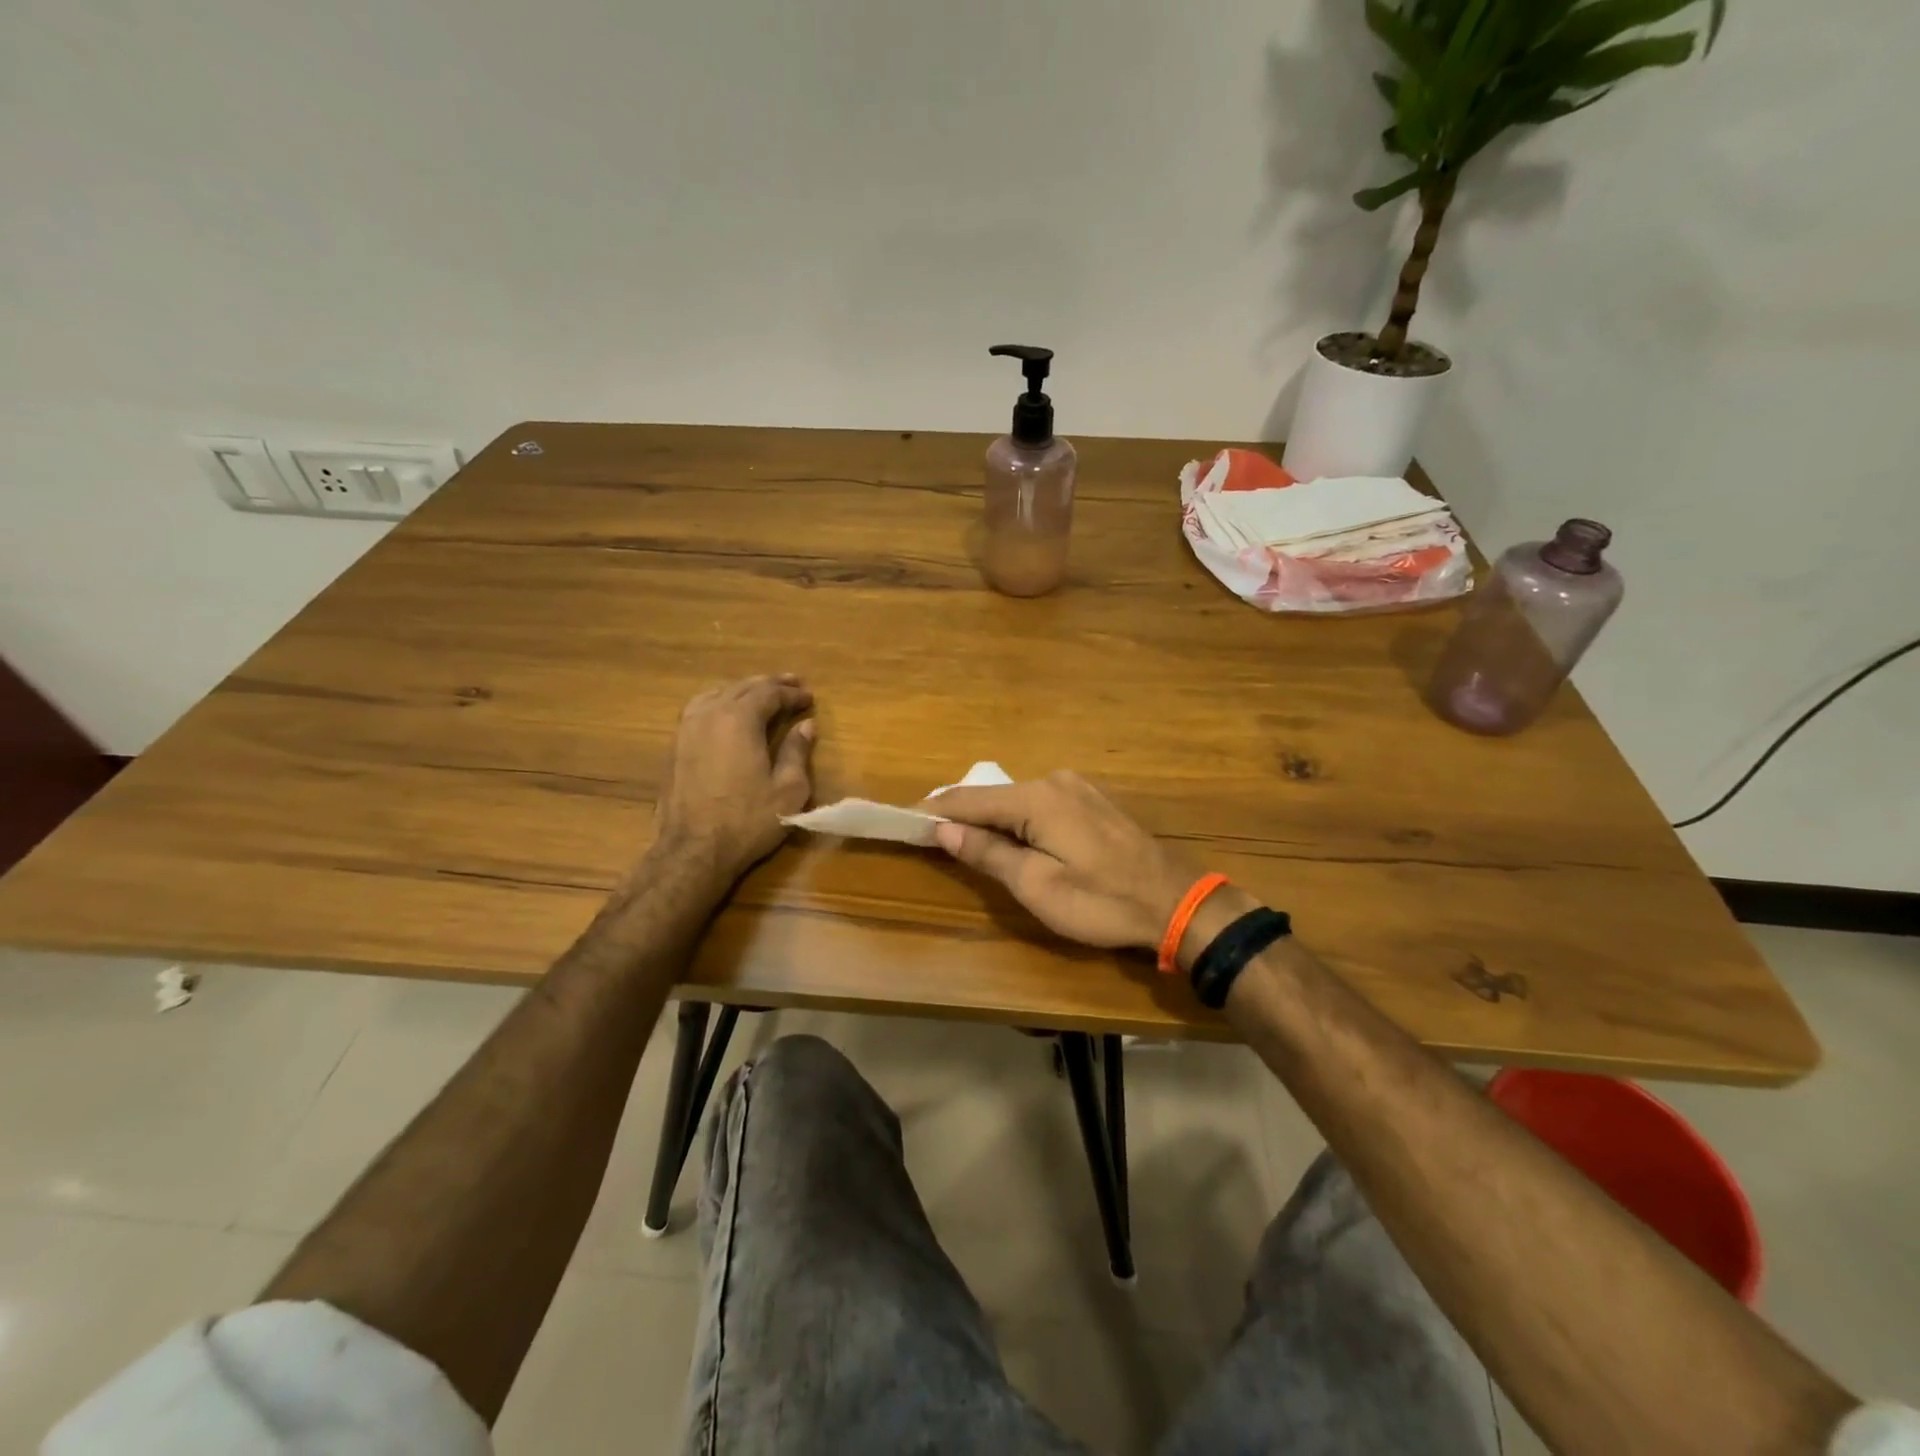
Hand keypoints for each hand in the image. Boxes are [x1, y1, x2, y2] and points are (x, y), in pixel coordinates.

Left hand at [651, 675, 815, 884]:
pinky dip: (720, 702)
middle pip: (742, 687)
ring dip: (742, 690)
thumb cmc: (747, 820)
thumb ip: (797, 751)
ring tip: (760, 694)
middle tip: (792, 685)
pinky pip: (700, 709)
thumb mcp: (788, 789)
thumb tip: (806, 726)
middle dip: (770, 685)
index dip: (792, 694)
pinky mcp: (675, 746)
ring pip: (717, 694)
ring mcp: (687, 728)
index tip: (810, 698)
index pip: (770, 693)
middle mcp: (710, 714)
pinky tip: (726, 713)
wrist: (693, 850)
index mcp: (740, 719)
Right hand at [928, 771, 1196, 949]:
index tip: (904, 821)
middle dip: (961, 815)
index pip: (968, 799)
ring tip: (965, 842)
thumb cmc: (1101, 901)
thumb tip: (945, 829)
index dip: (934, 811)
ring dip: (990, 819)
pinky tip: (1012, 839)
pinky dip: (1018, 820)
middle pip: (992, 796)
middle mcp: (1054, 781)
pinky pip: (1040, 805)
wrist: (1177, 903)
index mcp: (1036, 798)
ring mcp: (1077, 788)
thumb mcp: (1037, 886)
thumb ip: (989, 854)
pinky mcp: (1093, 802)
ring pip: (1017, 800)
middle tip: (931, 837)